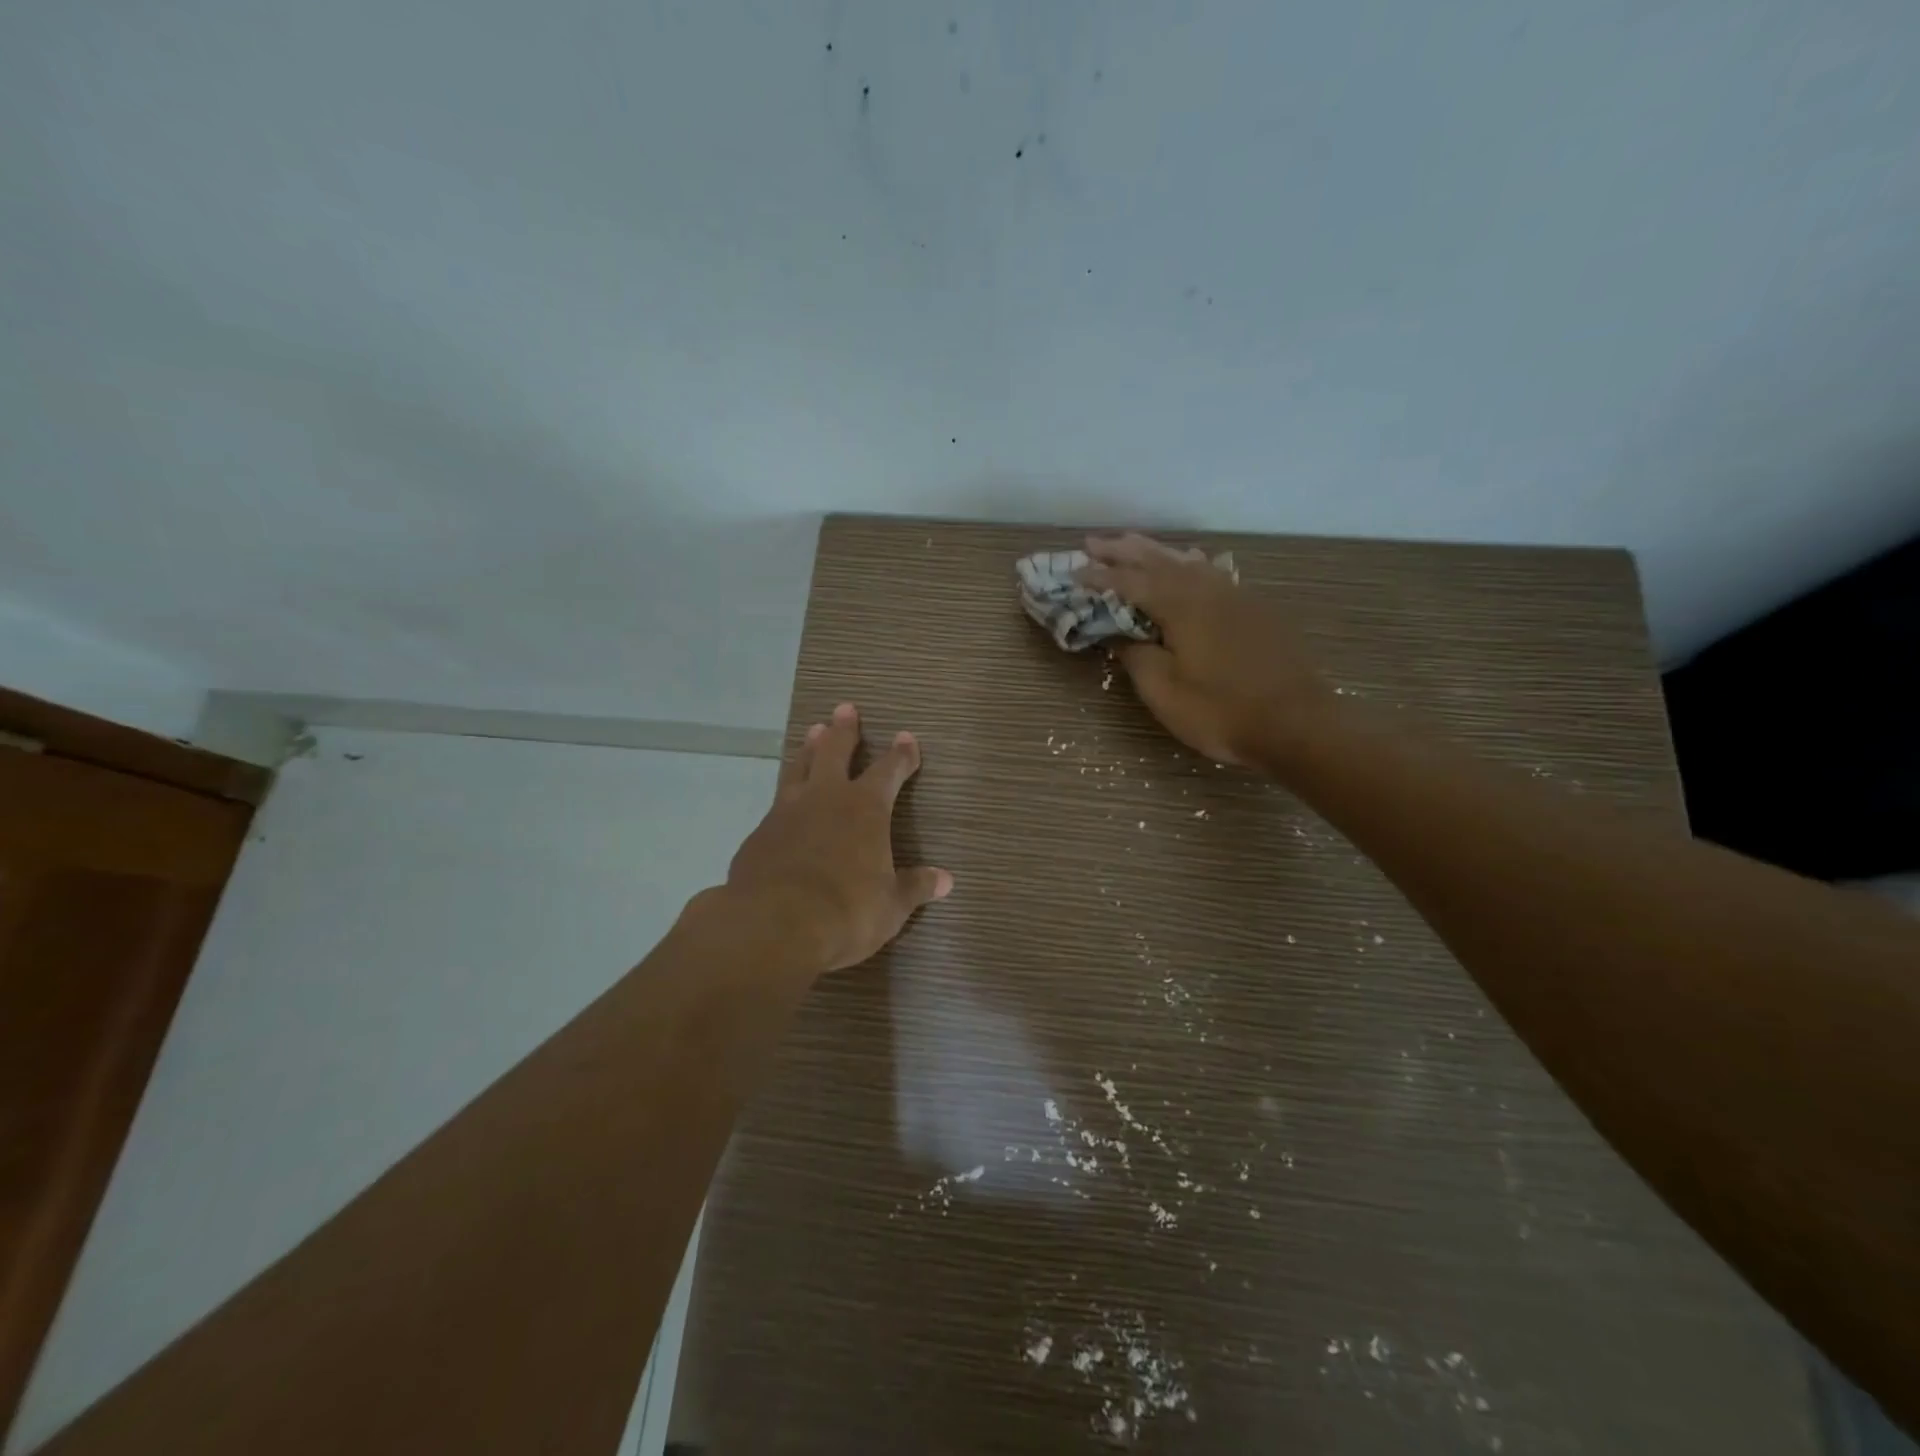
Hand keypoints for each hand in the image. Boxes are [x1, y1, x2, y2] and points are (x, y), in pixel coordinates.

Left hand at [721, 702, 952, 974]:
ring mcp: (787, 813)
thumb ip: (914, 888)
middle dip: (845, 730)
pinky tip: (785, 804)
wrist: (773, 926)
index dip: (901, 755)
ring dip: (809, 749)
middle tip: (846, 708)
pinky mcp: (759, 834)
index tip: (907, 737)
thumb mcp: (890, 906)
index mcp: (865, 809)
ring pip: (799, 768)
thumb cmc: (846, 912)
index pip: (889, 771)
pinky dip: (786, 795)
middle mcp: (826, 799)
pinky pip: (776, 804)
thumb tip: (946, 880)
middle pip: (835, 752)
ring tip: (814, 732)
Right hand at [1078, 533, 1337, 771]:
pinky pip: (1211, 573)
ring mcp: (1235, 597)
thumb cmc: (1222, 711)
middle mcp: (1207, 590)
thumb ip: (1137, 657)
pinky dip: (1188, 564)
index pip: (1130, 582)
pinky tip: (1189, 564)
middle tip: (1094, 542)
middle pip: (1158, 561)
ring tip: (1133, 543)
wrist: (1297, 724)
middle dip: (1123, 550)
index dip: (1100, 576)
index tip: (1073, 571)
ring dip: (1156, 551)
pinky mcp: (1254, 610)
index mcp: (1181, 606)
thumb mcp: (1164, 692)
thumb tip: (1121, 636)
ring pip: (1187, 562)